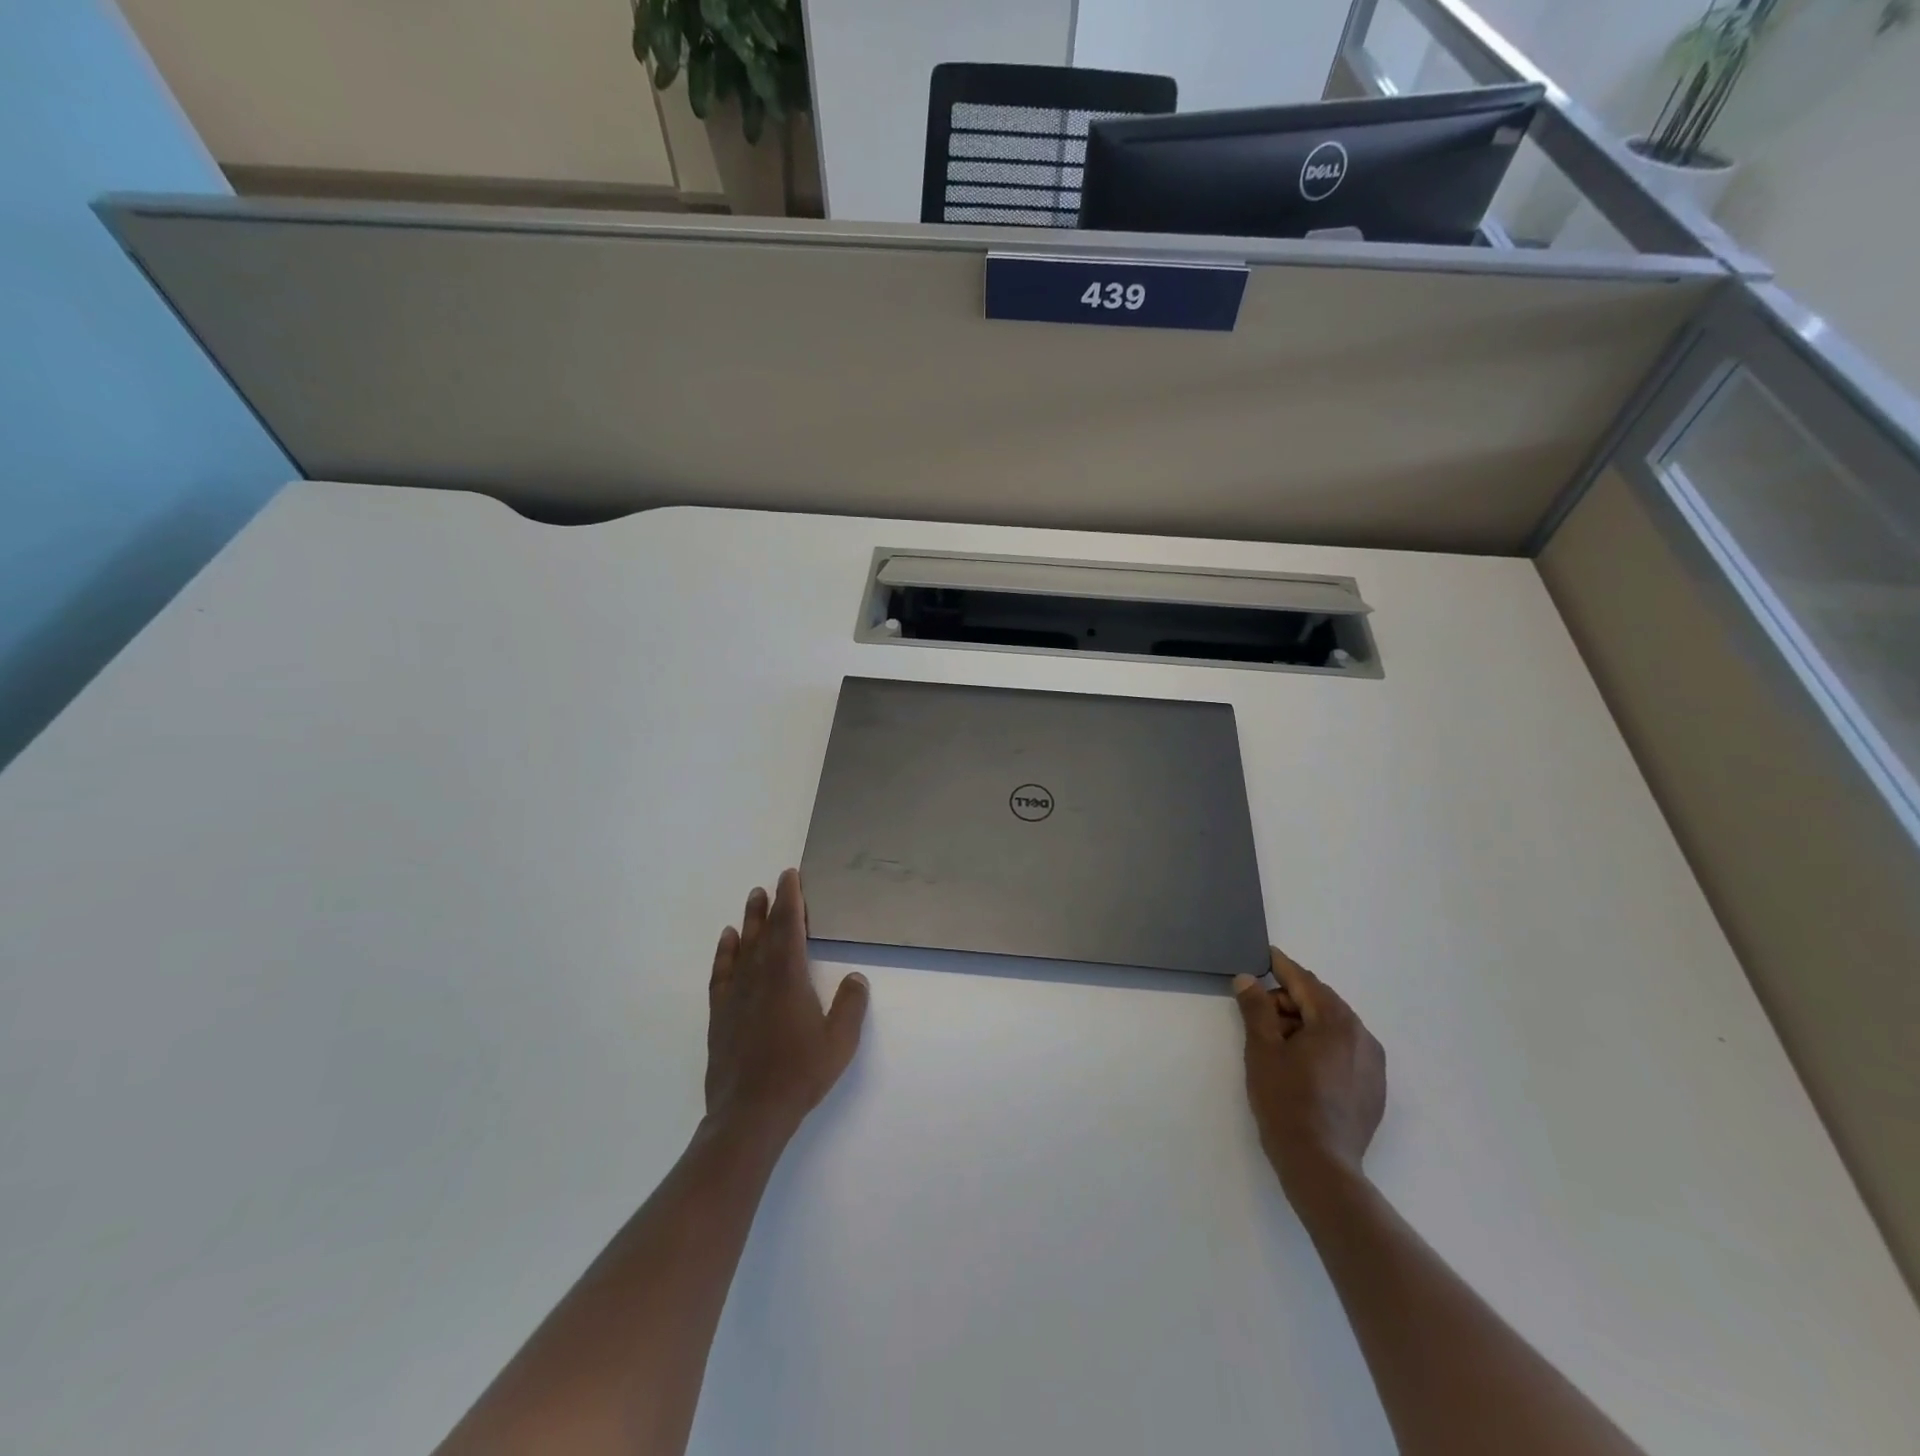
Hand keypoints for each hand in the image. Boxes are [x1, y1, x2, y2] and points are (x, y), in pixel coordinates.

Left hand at [705, 868, 869, 1142]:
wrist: (749, 1113)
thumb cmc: (799, 1074)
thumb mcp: (839, 1042)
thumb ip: (850, 1005)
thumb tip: (856, 977)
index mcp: (789, 978)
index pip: (789, 927)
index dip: (791, 900)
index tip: (790, 877)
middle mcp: (759, 977)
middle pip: (765, 931)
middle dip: (772, 904)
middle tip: (775, 882)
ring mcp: (736, 995)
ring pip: (743, 947)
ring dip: (750, 920)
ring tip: (753, 898)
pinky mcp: (720, 1013)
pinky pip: (722, 972)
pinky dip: (725, 952)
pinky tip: (728, 940)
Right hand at [1233, 946, 1385, 1202]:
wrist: (1320, 1165)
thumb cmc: (1286, 1101)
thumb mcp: (1262, 1049)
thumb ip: (1256, 1008)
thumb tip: (1248, 979)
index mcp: (1337, 1022)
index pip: (1305, 982)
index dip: (1281, 967)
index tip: (1265, 955)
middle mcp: (1363, 1037)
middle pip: (1322, 1003)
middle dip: (1290, 1001)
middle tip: (1259, 1011)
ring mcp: (1373, 1065)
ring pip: (1334, 1028)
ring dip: (1305, 1023)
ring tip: (1276, 1041)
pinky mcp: (1373, 1089)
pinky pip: (1345, 1051)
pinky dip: (1322, 1045)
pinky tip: (1300, 1065)